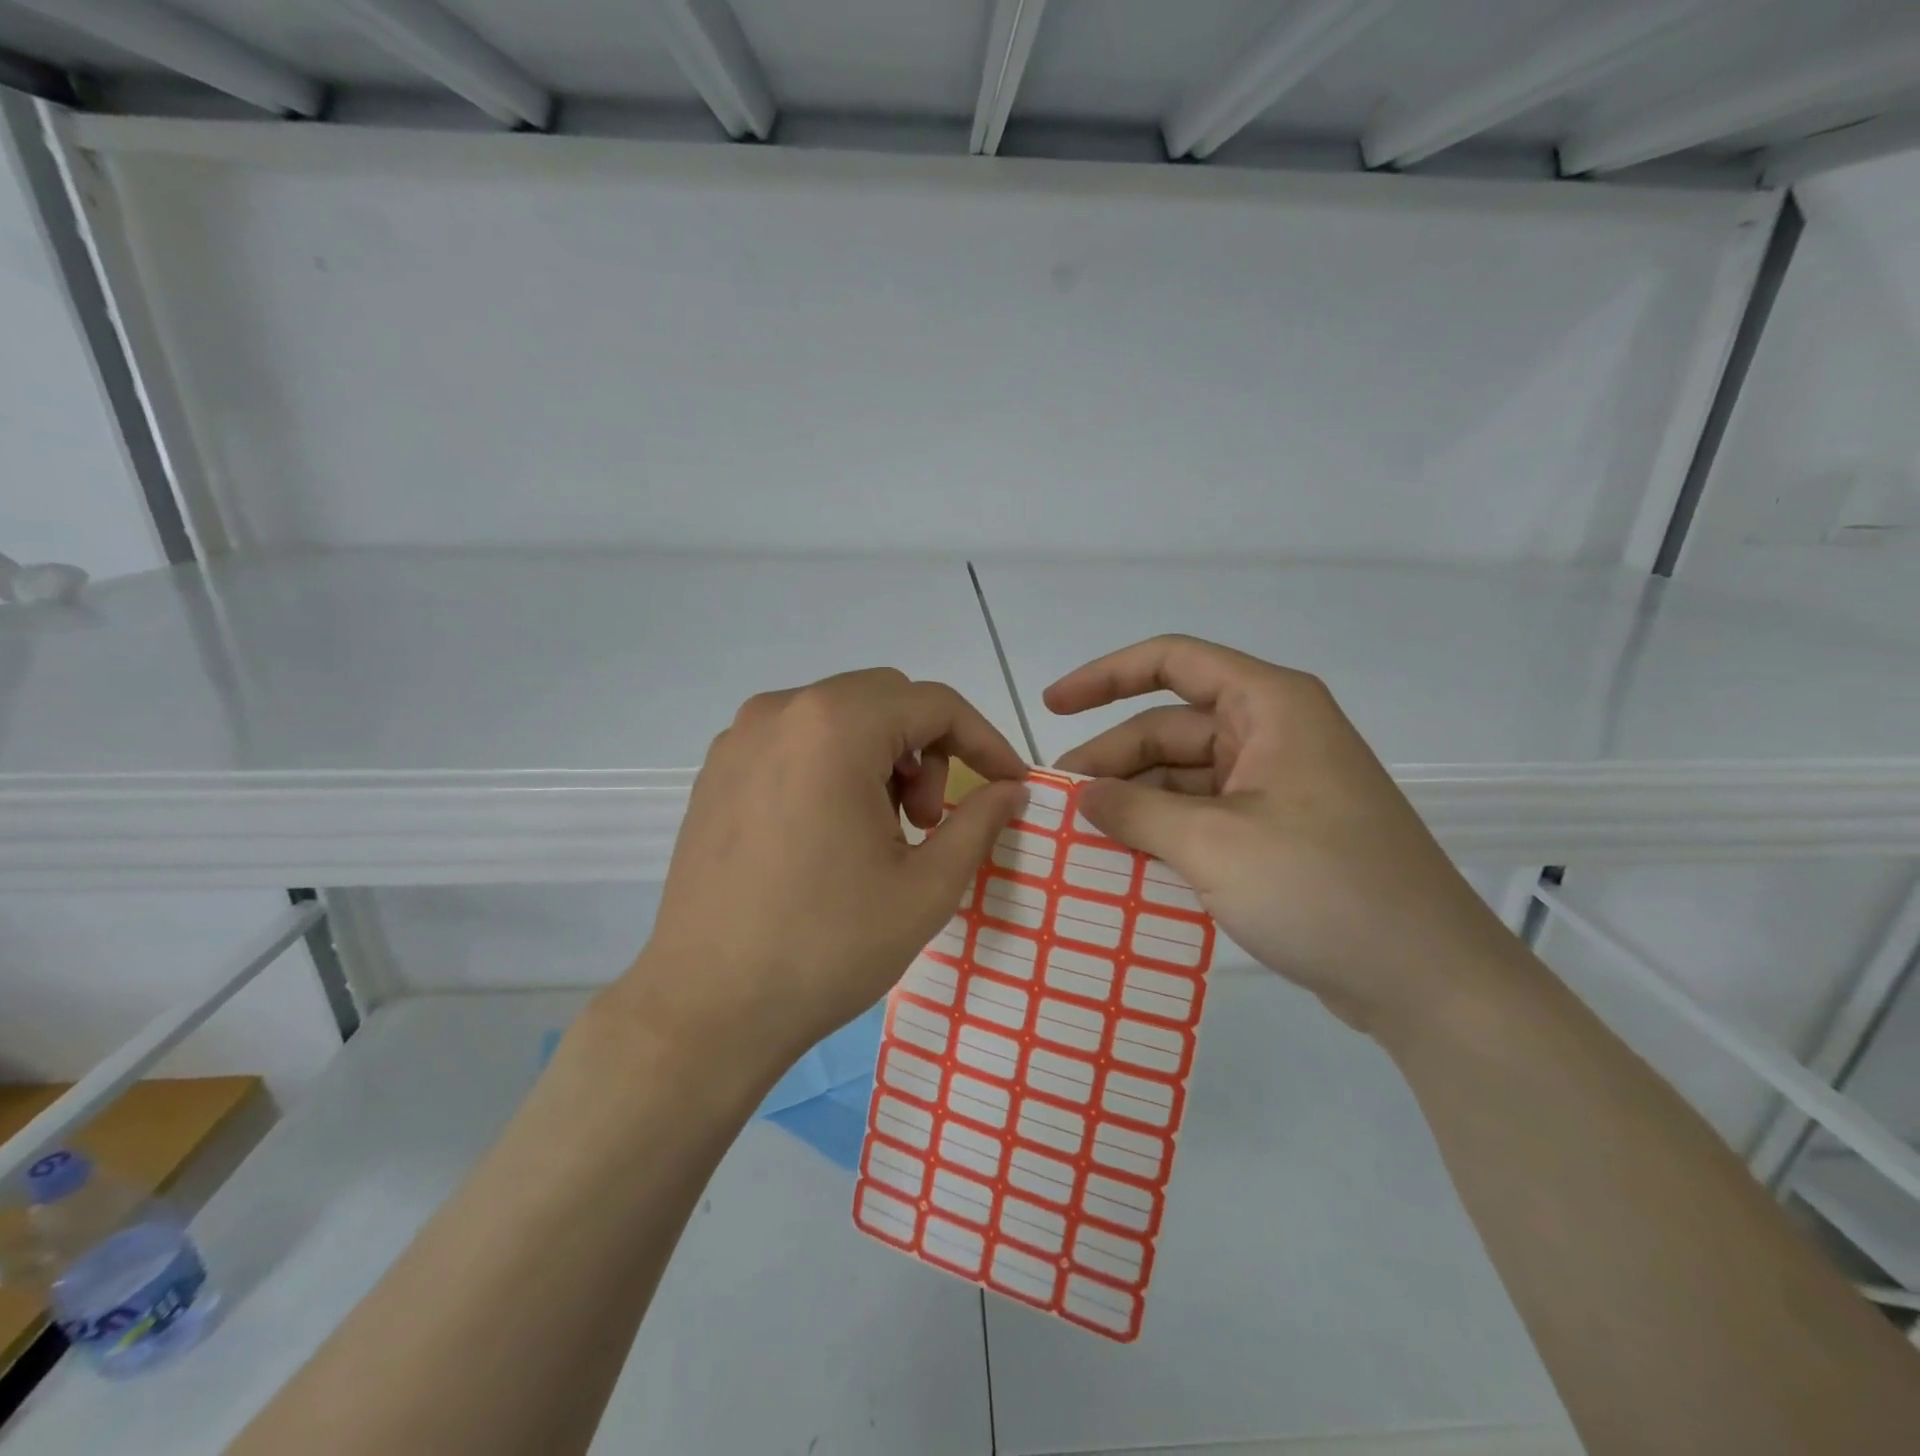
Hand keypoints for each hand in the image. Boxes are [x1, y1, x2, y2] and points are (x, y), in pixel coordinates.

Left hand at [619, 668, 1027, 1082]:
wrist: (708, 1008)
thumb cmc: (827, 946)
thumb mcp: (925, 888)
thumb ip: (980, 822)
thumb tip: (1011, 790)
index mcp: (836, 727)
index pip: (935, 704)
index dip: (984, 740)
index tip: (1011, 784)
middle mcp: (782, 711)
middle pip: (886, 700)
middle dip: (930, 749)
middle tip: (930, 821)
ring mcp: (740, 739)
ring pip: (841, 717)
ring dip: (882, 756)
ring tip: (882, 832)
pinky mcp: (718, 771)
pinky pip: (798, 741)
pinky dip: (836, 765)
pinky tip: (832, 831)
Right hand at [1048, 636, 1525, 1037]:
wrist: (1428, 981)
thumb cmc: (1322, 888)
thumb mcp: (1213, 844)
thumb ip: (1135, 812)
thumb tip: (1083, 796)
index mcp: (1270, 707)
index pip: (1173, 662)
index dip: (1105, 676)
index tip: (1051, 707)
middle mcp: (1274, 735)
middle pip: (1170, 728)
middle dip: (1112, 762)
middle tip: (1059, 805)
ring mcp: (1277, 788)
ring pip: (1183, 778)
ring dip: (1134, 804)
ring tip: (1081, 841)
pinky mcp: (1279, 834)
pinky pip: (1203, 817)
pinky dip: (1163, 834)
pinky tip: (1125, 864)